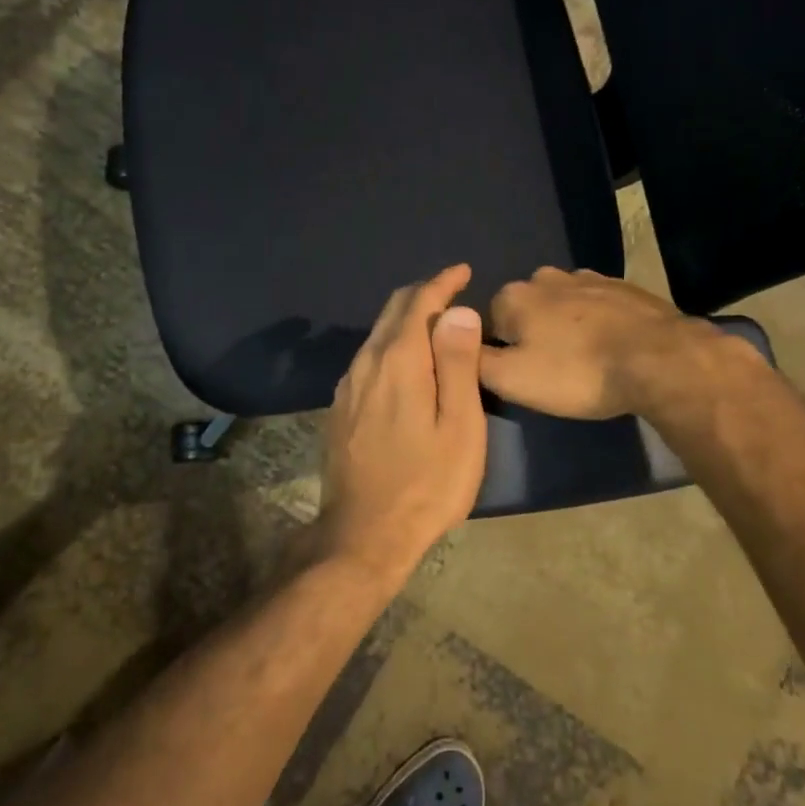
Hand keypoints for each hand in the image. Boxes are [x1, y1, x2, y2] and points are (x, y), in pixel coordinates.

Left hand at [314, 264, 487, 585]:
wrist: (364, 534)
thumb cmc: (427, 483)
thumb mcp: (459, 425)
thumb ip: (457, 363)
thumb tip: (458, 311)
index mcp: (398, 360)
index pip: (419, 302)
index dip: (443, 282)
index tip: (464, 271)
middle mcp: (366, 363)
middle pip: (393, 311)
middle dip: (424, 294)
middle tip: (453, 291)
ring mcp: (348, 387)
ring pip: (377, 334)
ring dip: (406, 319)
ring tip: (436, 323)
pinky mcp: (340, 409)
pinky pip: (368, 358)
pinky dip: (392, 344)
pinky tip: (406, 361)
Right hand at [480, 266, 709, 418]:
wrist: (659, 358)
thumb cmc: (578, 372)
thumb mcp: (513, 380)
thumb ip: (475, 361)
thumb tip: (460, 347)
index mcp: (513, 296)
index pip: (486, 324)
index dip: (500, 352)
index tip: (522, 377)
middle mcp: (545, 277)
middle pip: (525, 310)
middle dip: (532, 335)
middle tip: (552, 372)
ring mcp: (588, 277)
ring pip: (561, 305)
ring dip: (565, 327)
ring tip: (584, 361)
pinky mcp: (623, 286)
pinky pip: (595, 305)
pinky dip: (596, 322)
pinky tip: (610, 347)